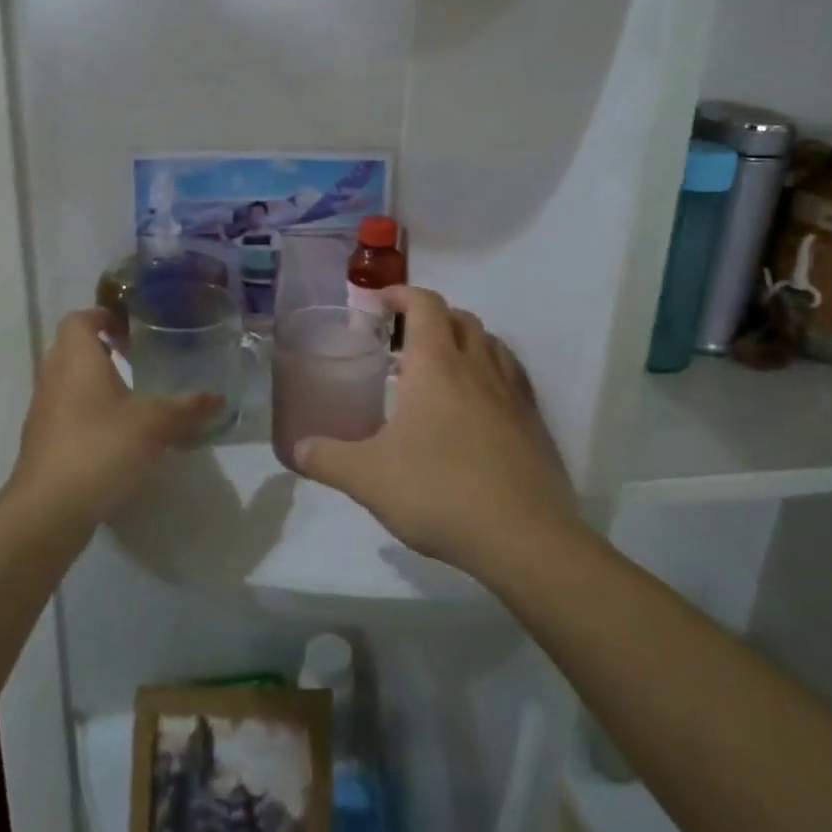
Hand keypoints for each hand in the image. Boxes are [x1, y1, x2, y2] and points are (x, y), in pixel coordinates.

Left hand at [12, 309, 221, 528]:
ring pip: (70, 383)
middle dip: (104, 350)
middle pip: (73, 349)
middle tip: (140, 358)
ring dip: (97, 383)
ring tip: (135, 396)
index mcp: (77, 358)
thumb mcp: (155, 423)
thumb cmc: (101, 447)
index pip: (80, 319)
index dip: (105, 316)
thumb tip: (220, 398)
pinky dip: (90, 413)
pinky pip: (68, 413)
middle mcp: (54, 377)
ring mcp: (45, 412)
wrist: (49, 510)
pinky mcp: (44, 443)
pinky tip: (119, 435)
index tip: (134, 329)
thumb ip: (188, 407)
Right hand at [292, 287, 580, 577]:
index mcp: (436, 365)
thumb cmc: (438, 492)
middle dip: (433, 316)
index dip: (402, 293)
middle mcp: (478, 367)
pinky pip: (513, 377)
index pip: (425, 305)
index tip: (381, 301)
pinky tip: (480, 404)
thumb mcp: (367, 478)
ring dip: (466, 341)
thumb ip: (327, 458)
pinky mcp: (534, 422)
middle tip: (406, 339)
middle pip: (461, 318)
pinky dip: (493, 372)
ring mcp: (512, 393)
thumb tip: (297, 449)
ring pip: (492, 344)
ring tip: (443, 367)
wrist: (521, 537)